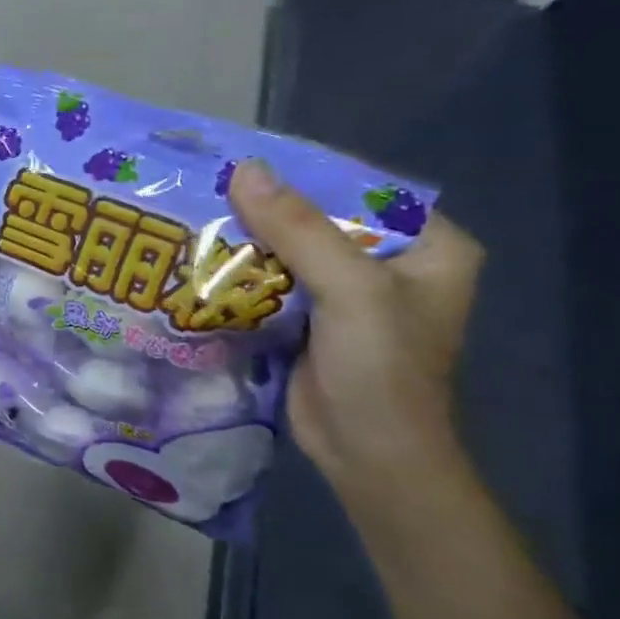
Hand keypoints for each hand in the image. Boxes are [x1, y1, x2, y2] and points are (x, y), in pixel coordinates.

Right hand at [229, 158, 483, 497]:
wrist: (369, 456)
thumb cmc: (381, 370)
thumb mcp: (349, 290)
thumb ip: (300, 229)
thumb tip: (245, 169)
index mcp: (427, 246)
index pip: (358, 191)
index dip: (303, 174)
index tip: (243, 162)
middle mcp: (389, 263)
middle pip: (319, 219)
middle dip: (266, 209)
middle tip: (206, 187)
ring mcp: (348, 295)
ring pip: (290, 251)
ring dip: (247, 241)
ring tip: (192, 216)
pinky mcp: (312, 320)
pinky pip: (274, 282)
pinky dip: (242, 273)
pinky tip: (201, 260)